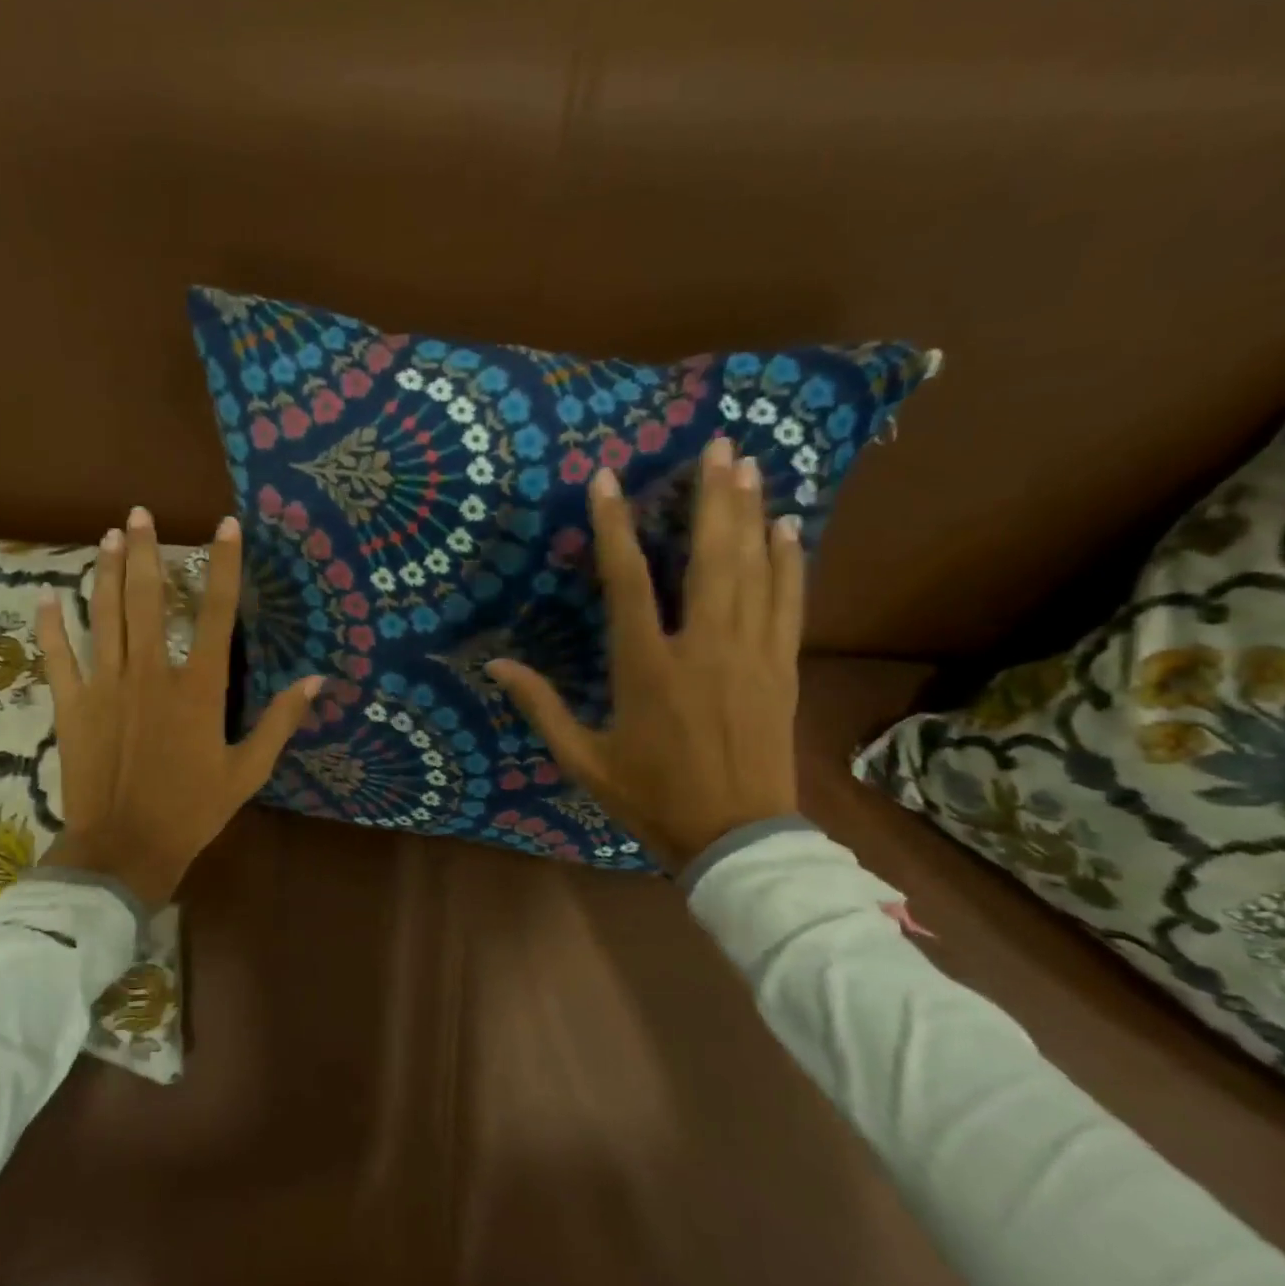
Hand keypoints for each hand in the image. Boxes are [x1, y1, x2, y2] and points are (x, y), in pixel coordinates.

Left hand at [34, 506, 322, 907]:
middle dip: (144, 552)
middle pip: (146, 599)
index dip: (222, 565)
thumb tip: (318, 680)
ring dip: (104, 573)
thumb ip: (281, 721)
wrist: (126, 849)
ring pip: (104, 616)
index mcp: (198, 688)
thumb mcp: (249, 770)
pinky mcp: (73, 706)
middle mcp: (151, 674)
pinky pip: (59, 657)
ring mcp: (106, 686)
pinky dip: (51, 626)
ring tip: (108, 537)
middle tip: (140, 513)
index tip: (224, 526)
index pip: (216, 613)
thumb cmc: (193, 810)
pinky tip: (46, 596)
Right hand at [487, 437, 803, 872]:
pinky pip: (788, 604)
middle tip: (717, 446)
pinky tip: (787, 528)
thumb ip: (541, 707)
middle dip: (711, 498)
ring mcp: (750, 655)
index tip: (607, 480)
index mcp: (646, 668)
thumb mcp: (583, 760)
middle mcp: (702, 648)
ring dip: (750, 514)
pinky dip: (788, 562)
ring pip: (752, 571)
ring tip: (749, 466)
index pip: (627, 582)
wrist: (736, 839)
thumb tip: (496, 665)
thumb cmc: (651, 798)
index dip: (614, 527)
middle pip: (709, 559)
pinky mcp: (781, 669)